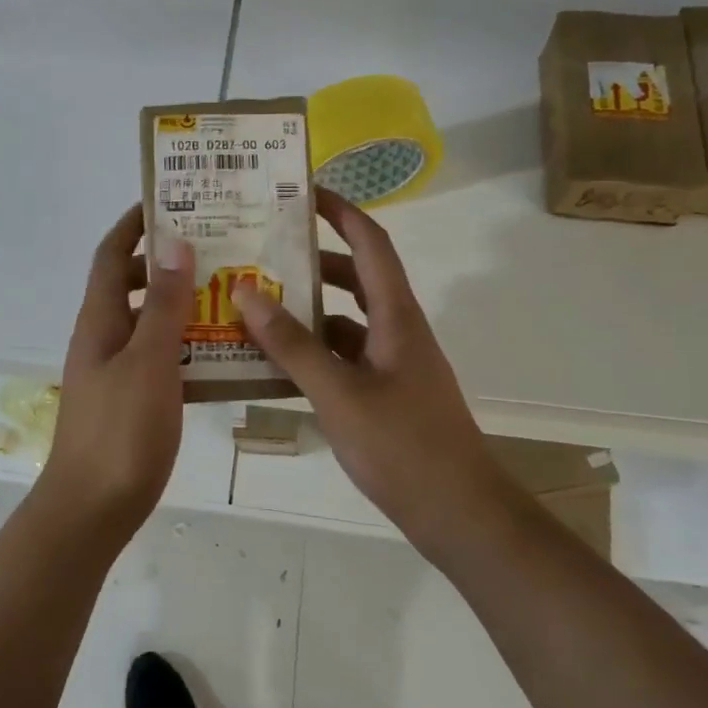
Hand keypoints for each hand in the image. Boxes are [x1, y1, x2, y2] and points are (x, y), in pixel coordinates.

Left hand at [38, 204, 194, 538]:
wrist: (92, 510)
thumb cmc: (121, 431)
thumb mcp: (148, 361)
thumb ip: (163, 304)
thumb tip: (174, 242)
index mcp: (100, 319)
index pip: (112, 255)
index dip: (134, 224)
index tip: (170, 200)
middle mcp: (104, 336)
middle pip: (132, 283)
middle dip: (167, 261)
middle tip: (217, 247)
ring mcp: (115, 369)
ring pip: (149, 321)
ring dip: (181, 302)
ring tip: (230, 292)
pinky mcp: (131, 398)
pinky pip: (160, 356)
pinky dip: (186, 343)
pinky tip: (223, 351)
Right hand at [235, 189, 507, 556]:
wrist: (460, 515)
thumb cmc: (404, 447)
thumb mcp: (339, 393)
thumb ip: (292, 344)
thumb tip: (247, 292)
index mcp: (396, 316)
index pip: (371, 244)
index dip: (341, 212)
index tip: (303, 191)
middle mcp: (396, 330)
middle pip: (353, 278)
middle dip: (310, 260)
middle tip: (261, 250)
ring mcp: (391, 364)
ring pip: (343, 320)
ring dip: (305, 309)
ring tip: (254, 302)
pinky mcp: (383, 394)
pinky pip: (341, 357)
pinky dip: (310, 351)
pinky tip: (272, 361)